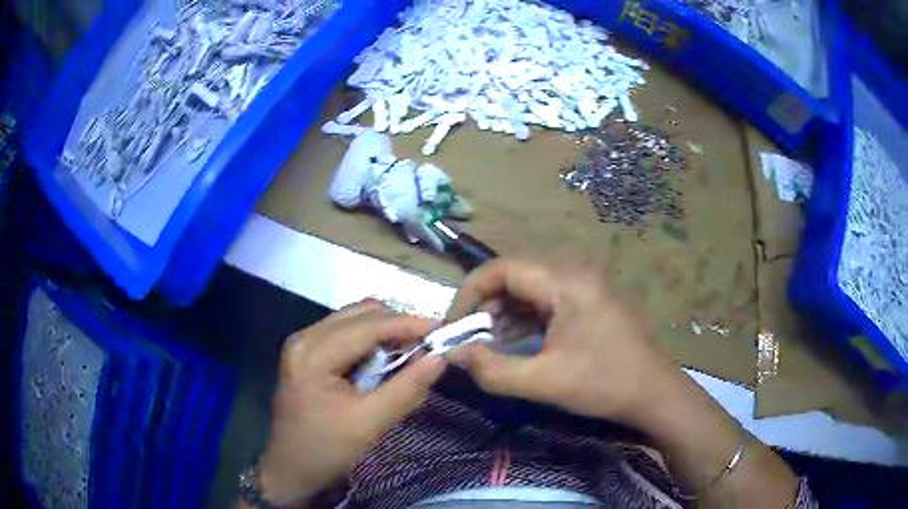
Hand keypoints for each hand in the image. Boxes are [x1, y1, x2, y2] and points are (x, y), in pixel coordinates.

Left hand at [258, 300, 446, 505]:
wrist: (290, 467)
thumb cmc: (326, 450)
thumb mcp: (369, 424)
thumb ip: (406, 390)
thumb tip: (439, 358)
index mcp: (313, 354)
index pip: (367, 326)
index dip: (407, 324)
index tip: (442, 329)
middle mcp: (305, 338)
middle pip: (360, 313)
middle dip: (397, 325)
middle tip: (426, 346)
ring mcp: (303, 342)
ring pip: (353, 318)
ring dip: (384, 330)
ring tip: (409, 353)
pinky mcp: (306, 351)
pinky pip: (345, 331)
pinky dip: (370, 339)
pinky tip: (384, 359)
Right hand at [449, 260, 799, 506]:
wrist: (655, 392)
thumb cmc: (604, 384)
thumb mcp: (544, 382)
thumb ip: (493, 369)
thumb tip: (454, 355)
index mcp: (566, 282)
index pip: (502, 268)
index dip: (470, 292)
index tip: (455, 324)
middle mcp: (575, 273)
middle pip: (515, 276)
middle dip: (487, 306)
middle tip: (471, 338)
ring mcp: (585, 285)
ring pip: (530, 289)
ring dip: (506, 314)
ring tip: (491, 344)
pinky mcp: (590, 300)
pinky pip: (547, 300)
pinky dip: (526, 319)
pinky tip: (518, 343)